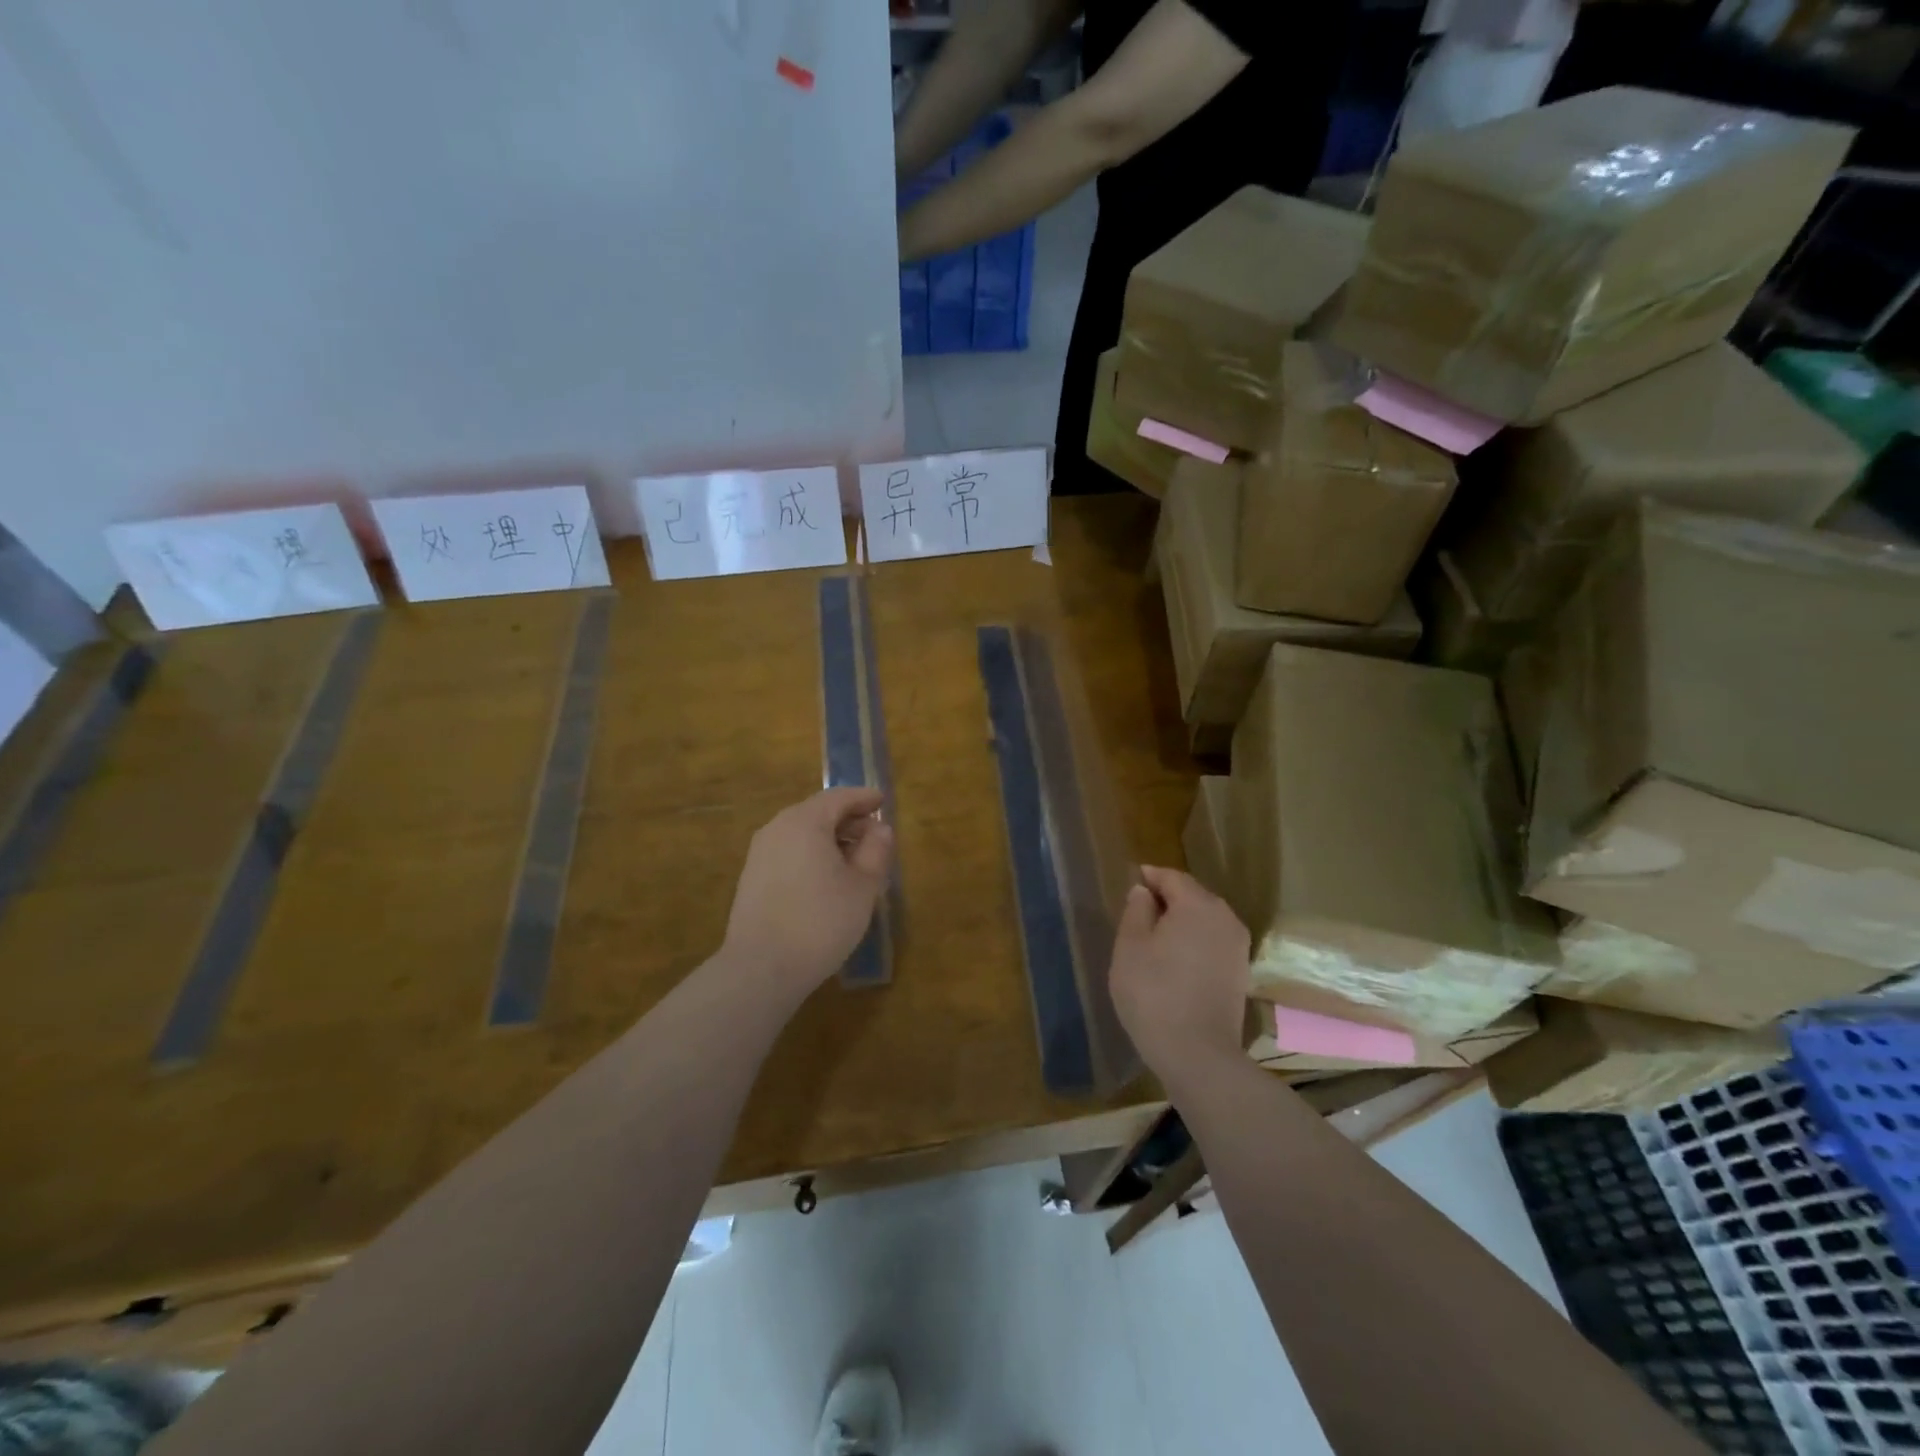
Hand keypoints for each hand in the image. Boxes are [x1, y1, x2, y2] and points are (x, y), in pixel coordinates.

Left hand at [722, 788, 894, 1001]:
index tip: (882, 801)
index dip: (863, 798)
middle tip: (875, 835)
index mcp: (805, 821)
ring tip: (855, 859)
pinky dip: (812, 854)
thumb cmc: (821, 921)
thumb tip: (880, 829)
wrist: (762, 968)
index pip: (838, 797)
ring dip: (830, 839)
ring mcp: (760, 853)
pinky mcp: (752, 877)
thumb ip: (876, 850)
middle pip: (818, 812)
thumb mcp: (863, 886)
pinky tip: (827, 878)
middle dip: (848, 819)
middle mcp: (777, 828)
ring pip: (802, 833)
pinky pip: (789, 852)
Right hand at [1108, 865, 1250, 1089]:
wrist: (1198, 1054)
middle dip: (1166, 899)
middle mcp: (1225, 918)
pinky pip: (1213, 943)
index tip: (1131, 883)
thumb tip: (1144, 891)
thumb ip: (1136, 910)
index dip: (1149, 877)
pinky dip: (1194, 943)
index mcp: (1198, 904)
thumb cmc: (1153, 992)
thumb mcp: (1130, 946)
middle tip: (1138, 912)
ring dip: (1181, 923)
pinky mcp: (1241, 973)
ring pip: (1205, 921)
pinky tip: (1175, 961)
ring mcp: (1238, 947)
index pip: (1172, 878)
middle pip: (1192, 896)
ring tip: (1154, 938)